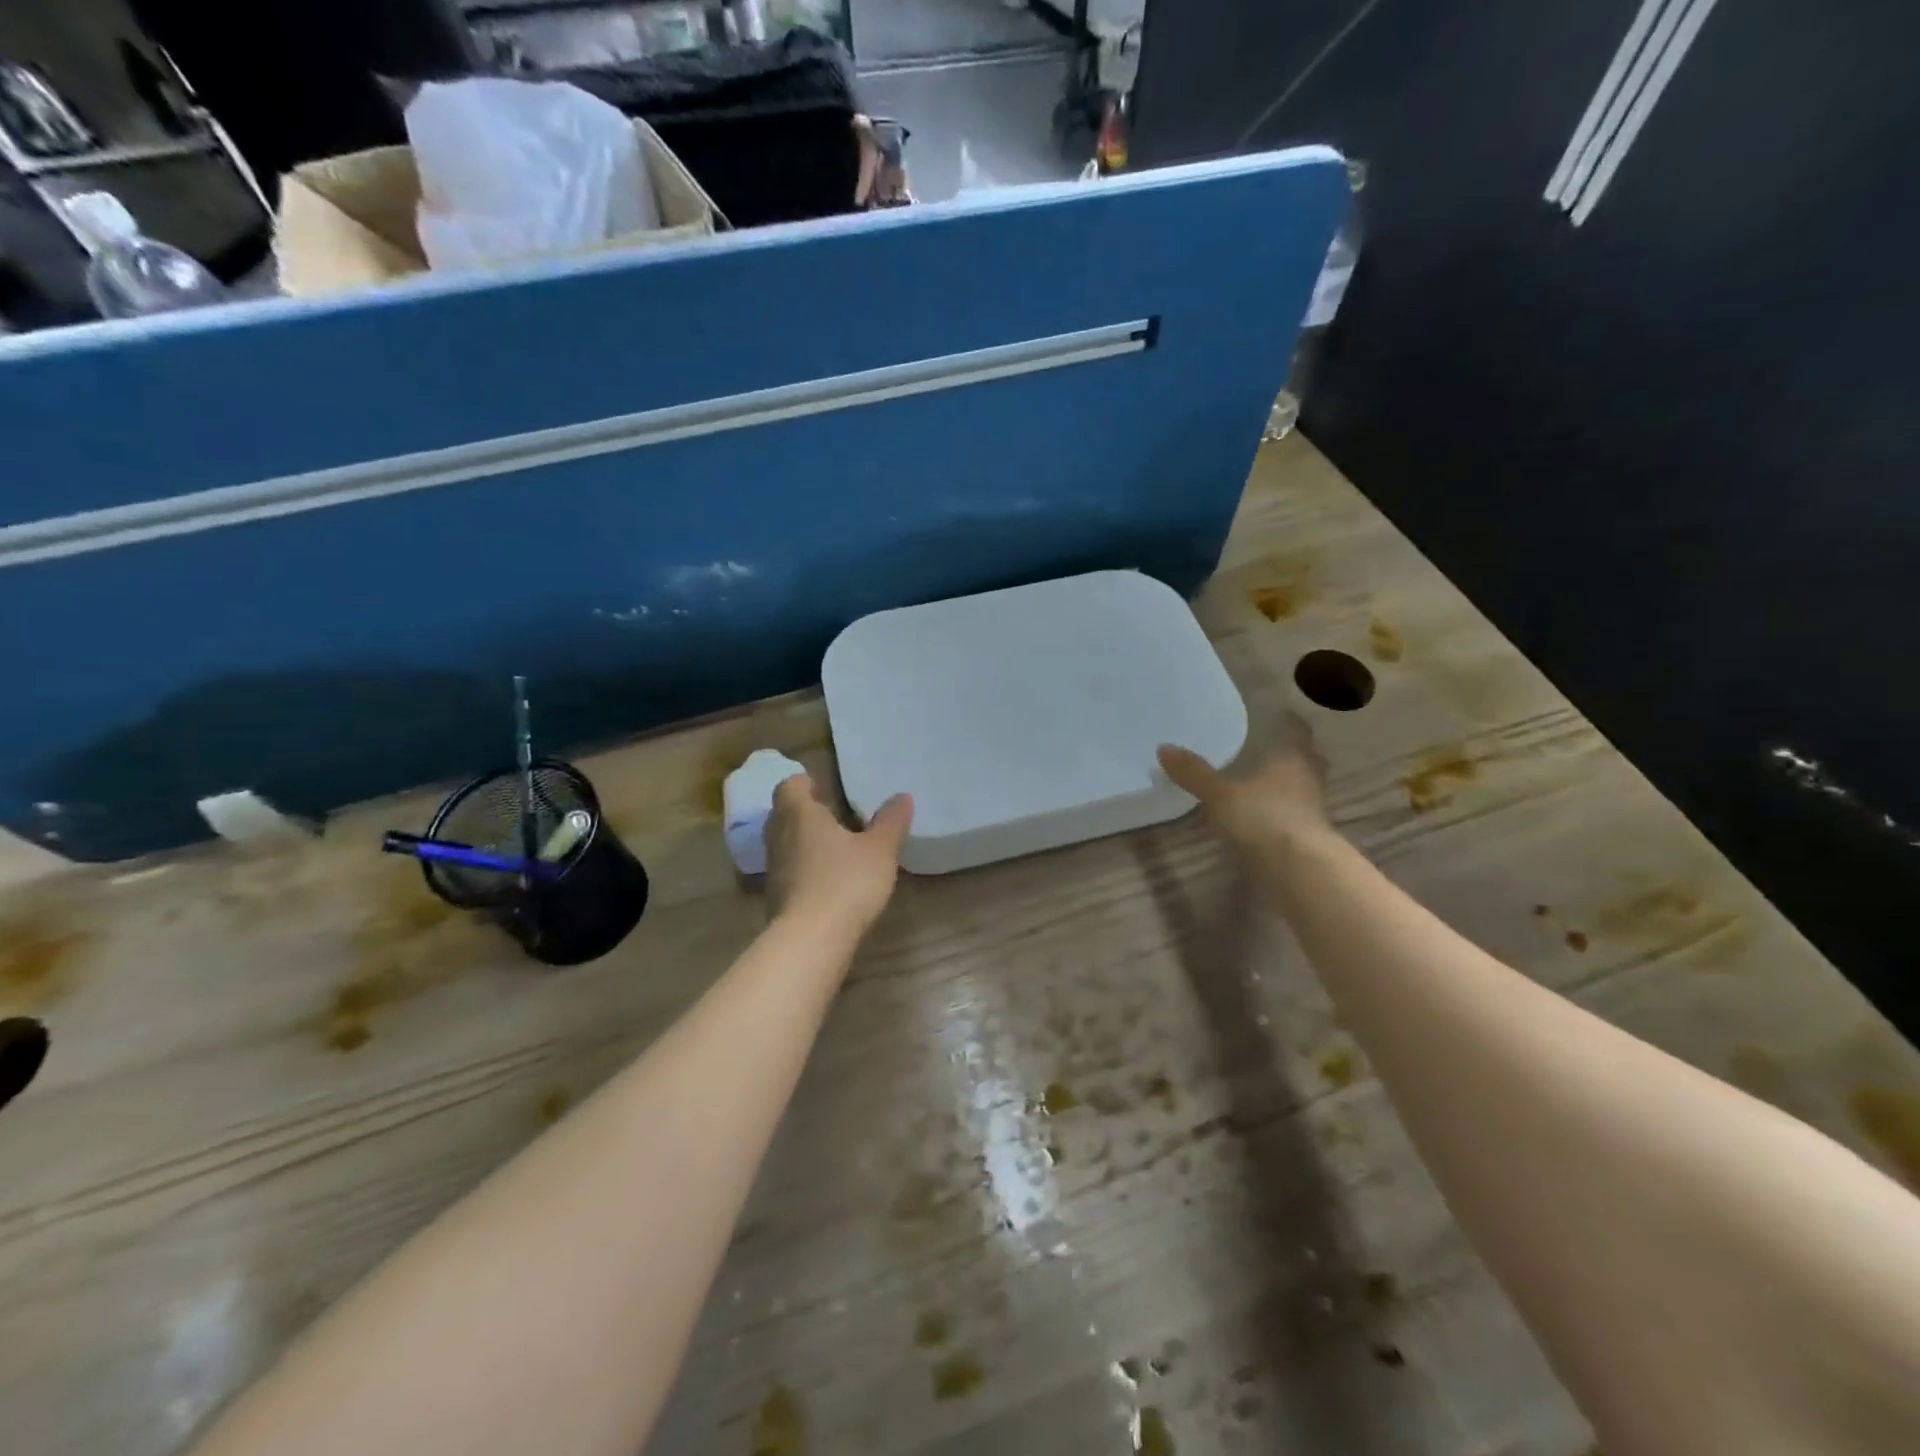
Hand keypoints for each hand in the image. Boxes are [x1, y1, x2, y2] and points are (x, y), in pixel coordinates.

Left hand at [765, 775, 912, 934]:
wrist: (811, 940)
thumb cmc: (846, 881)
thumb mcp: (879, 850)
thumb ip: (890, 822)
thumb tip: (902, 796)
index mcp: (800, 814)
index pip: (789, 786)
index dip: (805, 784)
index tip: (823, 788)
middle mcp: (779, 837)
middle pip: (782, 814)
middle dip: (803, 812)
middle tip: (832, 816)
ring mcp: (774, 870)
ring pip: (783, 844)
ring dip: (803, 842)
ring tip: (833, 848)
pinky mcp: (776, 899)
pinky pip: (788, 872)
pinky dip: (803, 870)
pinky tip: (827, 881)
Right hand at [1157, 715, 1334, 857]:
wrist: (1297, 867)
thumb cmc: (1261, 817)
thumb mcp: (1219, 794)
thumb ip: (1194, 773)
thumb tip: (1163, 748)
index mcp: (1290, 759)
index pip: (1297, 732)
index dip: (1291, 723)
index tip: (1285, 716)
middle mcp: (1308, 779)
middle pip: (1309, 760)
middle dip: (1296, 754)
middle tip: (1279, 748)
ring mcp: (1313, 810)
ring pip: (1306, 788)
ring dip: (1294, 783)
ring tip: (1271, 782)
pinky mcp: (1310, 837)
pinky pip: (1299, 814)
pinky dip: (1287, 811)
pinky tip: (1270, 815)